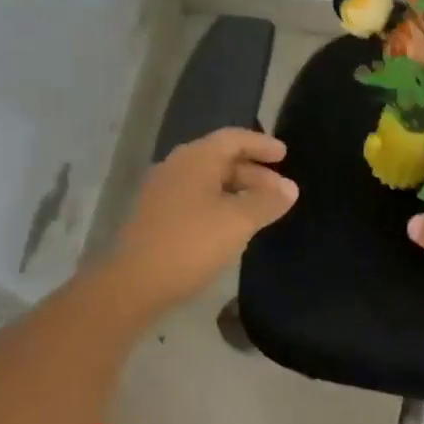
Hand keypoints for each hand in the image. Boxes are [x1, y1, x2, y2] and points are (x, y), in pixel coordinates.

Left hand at [106, 129, 297, 316]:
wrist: (133, 284)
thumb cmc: (191, 244)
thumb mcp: (238, 221)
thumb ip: (267, 201)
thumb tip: (290, 188)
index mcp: (195, 159)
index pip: (233, 138)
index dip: (261, 144)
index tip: (284, 154)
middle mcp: (176, 167)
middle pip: (220, 158)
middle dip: (253, 171)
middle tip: (279, 189)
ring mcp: (162, 192)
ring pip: (207, 181)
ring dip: (237, 189)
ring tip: (261, 209)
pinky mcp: (155, 216)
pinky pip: (195, 198)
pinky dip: (220, 204)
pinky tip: (232, 225)